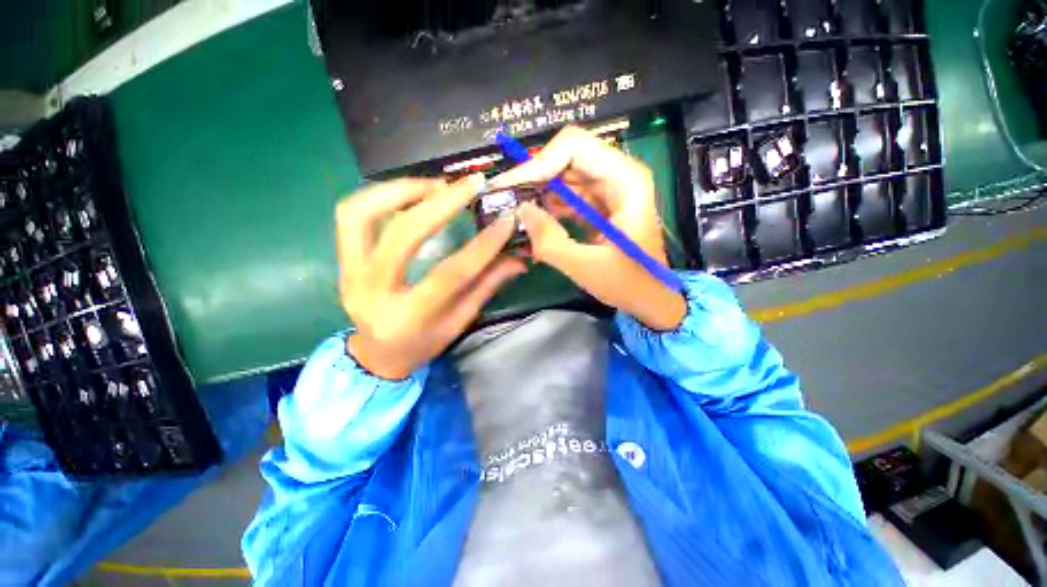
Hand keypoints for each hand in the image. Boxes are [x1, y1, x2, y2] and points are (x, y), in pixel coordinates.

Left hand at [336, 175, 525, 379]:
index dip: (483, 245)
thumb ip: (487, 286)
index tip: (506, 220)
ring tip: (437, 184)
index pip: (451, 274)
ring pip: (362, 214)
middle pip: (403, 235)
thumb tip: (518, 258)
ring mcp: (350, 274)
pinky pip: (352, 215)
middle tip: (470, 185)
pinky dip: (381, 195)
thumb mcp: (460, 322)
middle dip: (441, 203)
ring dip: (402, 190)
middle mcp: (373, 293)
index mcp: (410, 317)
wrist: (377, 356)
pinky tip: (412, 194)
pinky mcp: (342, 261)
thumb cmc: (423, 344)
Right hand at [488, 126, 685, 330]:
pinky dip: (548, 205)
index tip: (509, 188)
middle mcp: (618, 174)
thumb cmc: (629, 283)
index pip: (573, 146)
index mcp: (625, 180)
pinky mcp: (600, 203)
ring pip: (564, 175)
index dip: (537, 163)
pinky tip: (532, 221)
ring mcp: (609, 188)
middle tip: (505, 200)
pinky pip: (568, 194)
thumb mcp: (586, 267)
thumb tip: (520, 210)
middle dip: (533, 177)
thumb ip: (550, 241)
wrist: (651, 296)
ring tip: (513, 212)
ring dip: (538, 191)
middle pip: (566, 157)